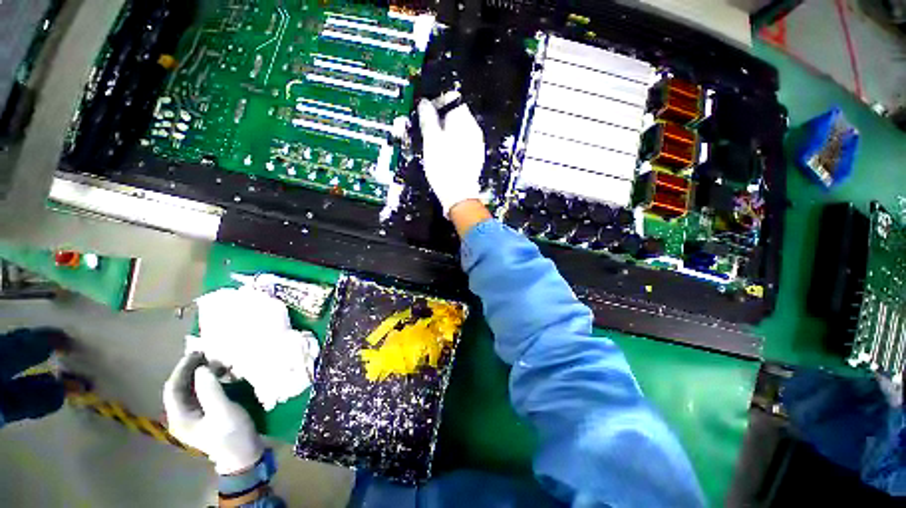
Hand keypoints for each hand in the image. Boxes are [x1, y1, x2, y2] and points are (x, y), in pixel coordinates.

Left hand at [163, 353, 263, 474]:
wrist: (243, 454)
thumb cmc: (232, 433)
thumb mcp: (223, 411)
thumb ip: (210, 390)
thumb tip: (203, 368)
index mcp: (180, 417)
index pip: (173, 387)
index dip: (183, 368)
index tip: (198, 352)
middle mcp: (181, 416)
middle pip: (180, 388)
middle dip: (191, 370)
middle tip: (209, 354)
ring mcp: (192, 416)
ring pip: (190, 390)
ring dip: (200, 375)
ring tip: (217, 363)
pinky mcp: (204, 415)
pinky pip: (200, 394)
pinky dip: (207, 382)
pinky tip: (220, 376)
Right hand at [417, 98, 485, 216]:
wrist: (459, 194)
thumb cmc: (444, 168)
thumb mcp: (431, 141)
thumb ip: (428, 119)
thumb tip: (425, 104)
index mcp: (464, 122)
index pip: (453, 100)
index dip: (438, 103)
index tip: (427, 112)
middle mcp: (474, 131)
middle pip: (457, 115)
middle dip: (443, 120)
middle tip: (429, 131)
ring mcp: (476, 145)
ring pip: (460, 131)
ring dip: (448, 133)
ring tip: (436, 146)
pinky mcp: (475, 158)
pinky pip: (464, 144)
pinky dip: (454, 145)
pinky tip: (446, 156)